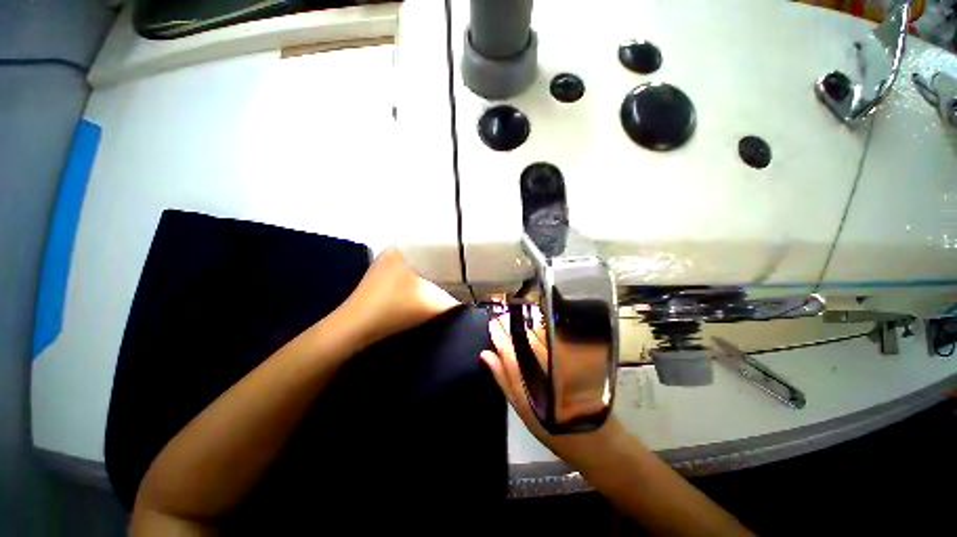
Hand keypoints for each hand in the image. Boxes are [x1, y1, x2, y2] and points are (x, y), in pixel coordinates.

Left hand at [339, 247, 460, 347]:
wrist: (355, 327)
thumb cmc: (396, 311)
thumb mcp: (434, 305)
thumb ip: (459, 298)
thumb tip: (477, 293)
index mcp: (408, 248)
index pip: (438, 236)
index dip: (456, 243)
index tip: (471, 250)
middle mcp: (396, 247)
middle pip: (429, 245)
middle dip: (446, 252)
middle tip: (465, 260)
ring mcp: (386, 258)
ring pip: (418, 254)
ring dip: (433, 260)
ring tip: (451, 267)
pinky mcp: (380, 270)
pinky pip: (408, 261)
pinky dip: (420, 266)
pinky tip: (428, 277)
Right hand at [480, 312, 626, 469]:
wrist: (597, 440)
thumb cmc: (553, 429)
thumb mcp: (522, 409)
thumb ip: (504, 379)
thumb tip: (486, 354)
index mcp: (529, 384)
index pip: (509, 352)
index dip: (499, 335)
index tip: (492, 323)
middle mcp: (546, 368)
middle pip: (524, 339)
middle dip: (511, 325)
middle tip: (501, 316)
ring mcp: (563, 361)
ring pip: (540, 336)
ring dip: (526, 323)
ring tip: (515, 316)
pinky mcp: (577, 358)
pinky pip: (555, 338)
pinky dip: (543, 329)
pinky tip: (536, 323)